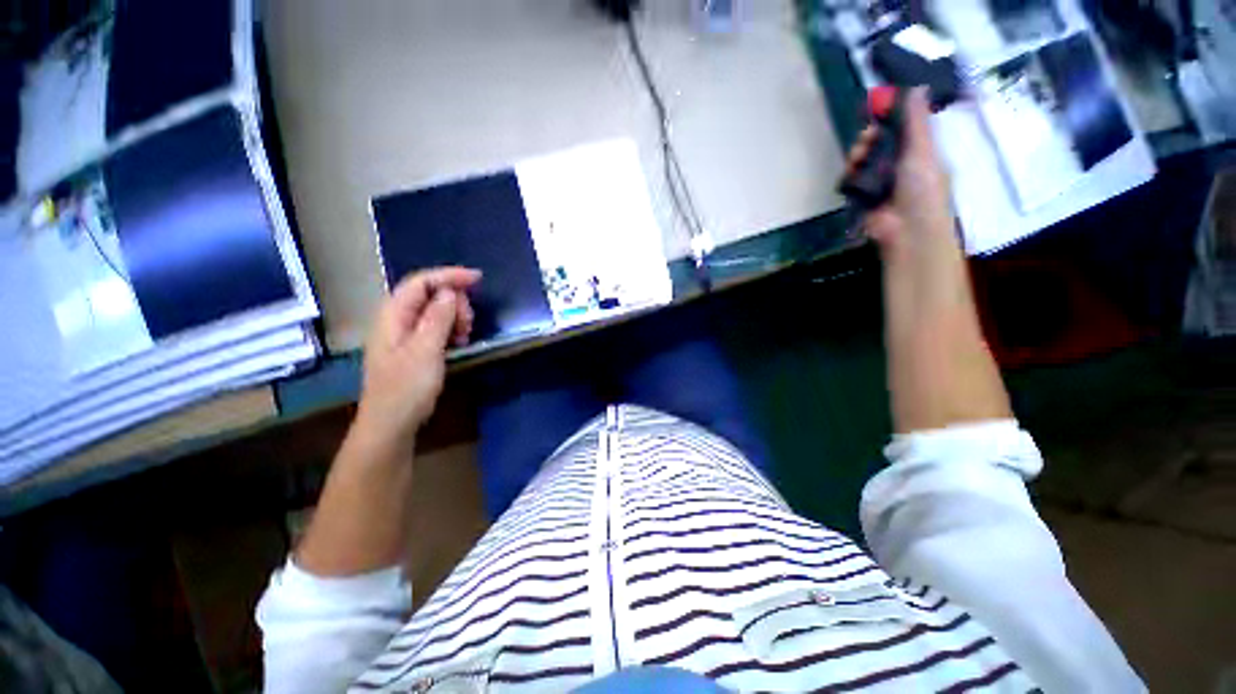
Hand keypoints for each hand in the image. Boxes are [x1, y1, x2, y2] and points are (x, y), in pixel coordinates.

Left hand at [355, 267, 481, 446]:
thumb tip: (450, 292)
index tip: (478, 279)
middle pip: (429, 294)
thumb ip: (437, 318)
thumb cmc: (406, 388)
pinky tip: (458, 343)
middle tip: (469, 324)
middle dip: (454, 302)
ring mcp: (403, 335)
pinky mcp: (412, 348)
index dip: (449, 276)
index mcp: (393, 315)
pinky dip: (450, 329)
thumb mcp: (426, 351)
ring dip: (455, 317)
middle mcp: (396, 320)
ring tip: (465, 336)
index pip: (421, 282)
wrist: (390, 425)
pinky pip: (435, 327)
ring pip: (434, 311)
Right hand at [845, 87, 954, 259]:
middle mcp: (898, 164)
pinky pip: (851, 178)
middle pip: (878, 142)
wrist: (906, 230)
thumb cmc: (922, 189)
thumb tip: (917, 87)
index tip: (877, 108)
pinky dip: (849, 173)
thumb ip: (917, 123)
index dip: (889, 118)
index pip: (902, 128)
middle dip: (870, 136)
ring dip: (858, 153)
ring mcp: (878, 181)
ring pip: (862, 158)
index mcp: (918, 152)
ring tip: (858, 157)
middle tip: (867, 137)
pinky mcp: (861, 196)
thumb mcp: (922, 151)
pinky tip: (851, 171)